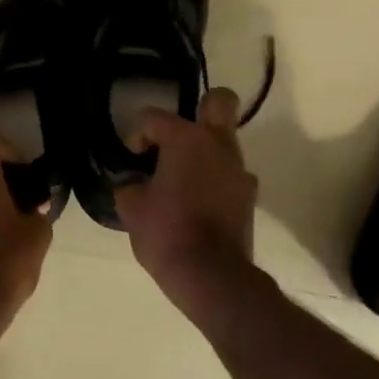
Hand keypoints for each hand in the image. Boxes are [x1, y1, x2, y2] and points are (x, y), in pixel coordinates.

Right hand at [114, 88, 260, 325]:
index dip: (138, 136)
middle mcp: (218, 145)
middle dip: (201, 109)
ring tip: (182, 180)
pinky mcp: (249, 196)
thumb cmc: (166, 233)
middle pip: (219, 102)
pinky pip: (230, 174)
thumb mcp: (131, 208)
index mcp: (186, 139)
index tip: (133, 161)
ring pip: (225, 141)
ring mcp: (239, 170)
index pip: (154, 118)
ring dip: (205, 152)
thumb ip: (129, 185)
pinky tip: (198, 203)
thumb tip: (133, 182)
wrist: (212, 277)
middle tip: (178, 137)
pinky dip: (215, 180)